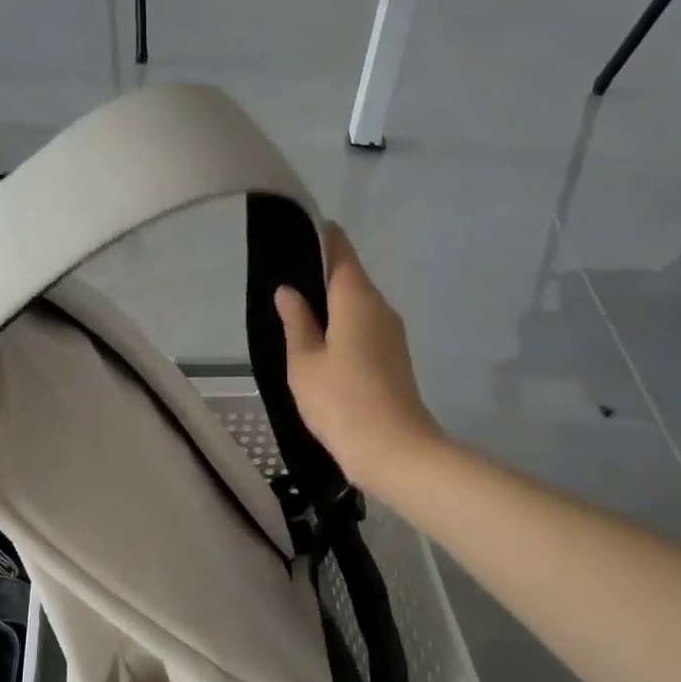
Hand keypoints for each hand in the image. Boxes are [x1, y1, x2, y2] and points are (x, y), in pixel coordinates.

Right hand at [274, 223, 443, 493]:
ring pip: (357, 305)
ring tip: (296, 312)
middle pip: (350, 277)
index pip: (340, 251)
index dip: (322, 237)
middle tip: (284, 279)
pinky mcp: (394, 357)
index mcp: (356, 298)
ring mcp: (391, 333)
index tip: (299, 230)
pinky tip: (320, 343)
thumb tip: (289, 290)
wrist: (395, 451)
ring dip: (331, 303)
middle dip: (321, 273)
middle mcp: (380, 307)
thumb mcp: (304, 361)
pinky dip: (342, 326)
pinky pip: (364, 327)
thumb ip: (296, 321)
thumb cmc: (341, 401)